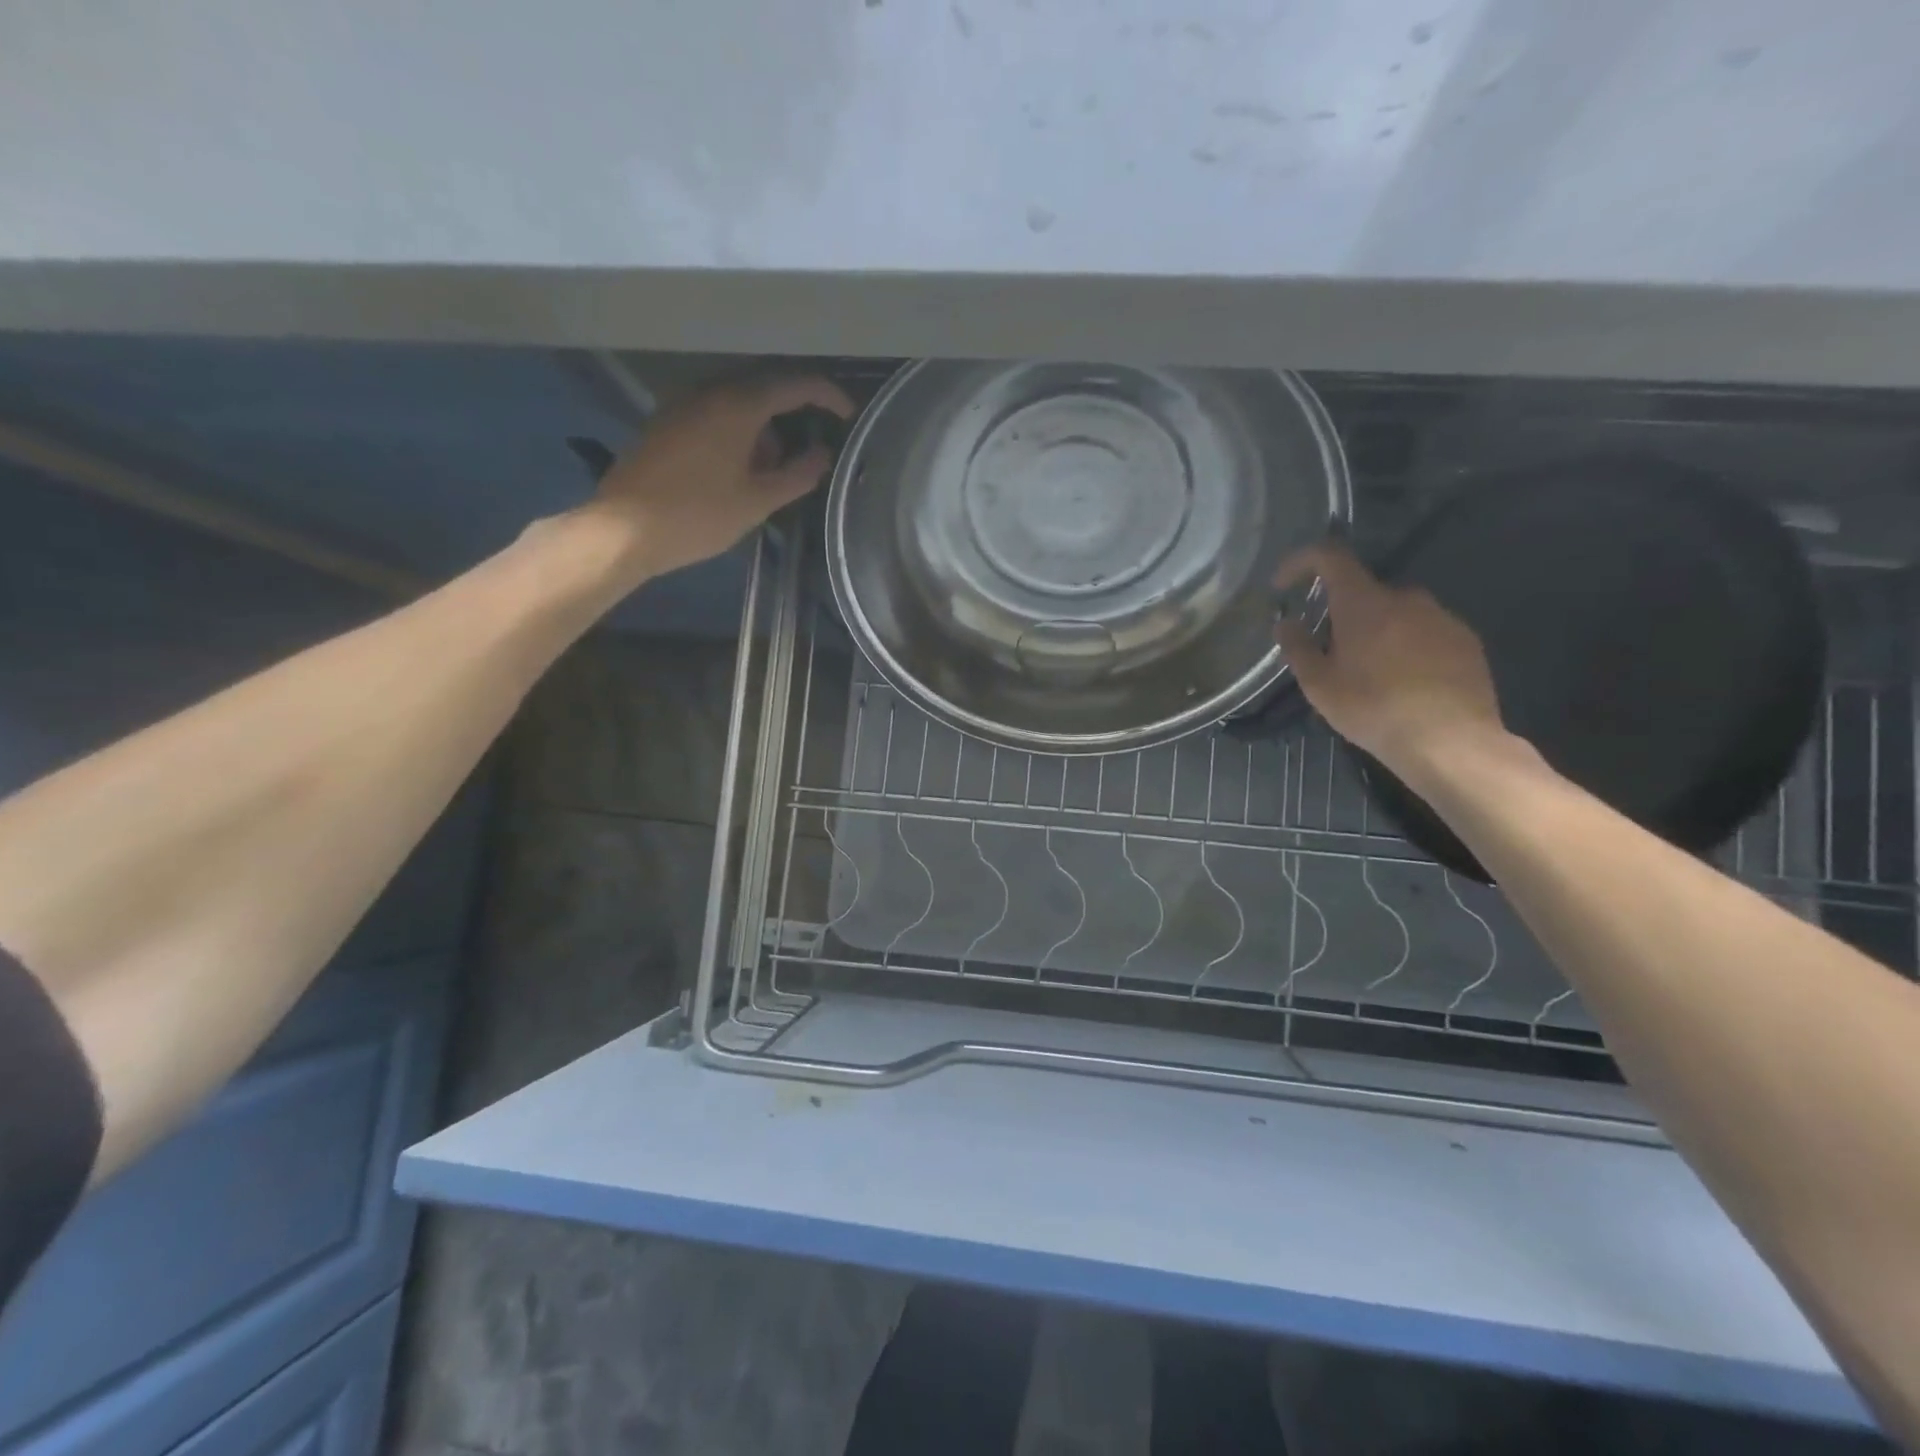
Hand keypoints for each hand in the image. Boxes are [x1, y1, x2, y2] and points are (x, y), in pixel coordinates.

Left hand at [590, 373, 854, 579]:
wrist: (623, 530)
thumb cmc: (697, 515)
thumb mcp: (757, 501)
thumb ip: (796, 475)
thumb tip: (822, 456)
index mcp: (737, 406)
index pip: (794, 385)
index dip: (827, 396)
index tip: (847, 416)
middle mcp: (709, 393)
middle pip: (764, 388)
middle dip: (794, 414)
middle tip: (813, 446)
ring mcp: (683, 406)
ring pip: (738, 403)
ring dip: (764, 428)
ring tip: (775, 470)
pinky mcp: (667, 424)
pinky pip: (714, 414)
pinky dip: (739, 433)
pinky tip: (741, 469)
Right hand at [1274, 543, 1507, 776]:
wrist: (1450, 741)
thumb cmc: (1373, 709)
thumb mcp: (1320, 685)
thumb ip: (1298, 648)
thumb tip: (1285, 623)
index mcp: (1364, 603)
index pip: (1330, 557)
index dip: (1302, 562)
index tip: (1284, 584)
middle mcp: (1406, 598)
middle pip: (1365, 591)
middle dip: (1344, 613)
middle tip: (1332, 652)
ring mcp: (1442, 617)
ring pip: (1397, 613)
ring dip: (1378, 631)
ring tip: (1371, 674)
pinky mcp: (1466, 640)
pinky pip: (1426, 631)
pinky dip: (1408, 646)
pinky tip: (1405, 683)